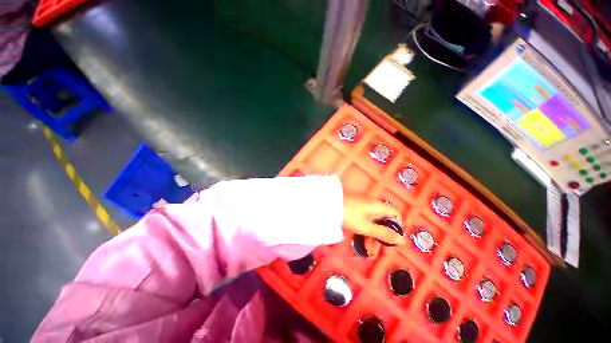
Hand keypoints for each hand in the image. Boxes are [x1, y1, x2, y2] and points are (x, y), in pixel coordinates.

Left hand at [342, 196, 405, 256]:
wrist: (328, 206)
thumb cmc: (349, 216)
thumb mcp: (366, 227)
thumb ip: (384, 234)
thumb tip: (403, 240)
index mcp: (378, 206)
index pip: (395, 214)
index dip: (397, 228)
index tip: (394, 241)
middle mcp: (373, 205)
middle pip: (384, 221)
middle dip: (382, 237)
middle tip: (378, 252)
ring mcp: (363, 208)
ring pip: (373, 223)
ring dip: (373, 238)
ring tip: (368, 251)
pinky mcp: (355, 211)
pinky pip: (365, 222)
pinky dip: (365, 232)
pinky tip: (361, 242)